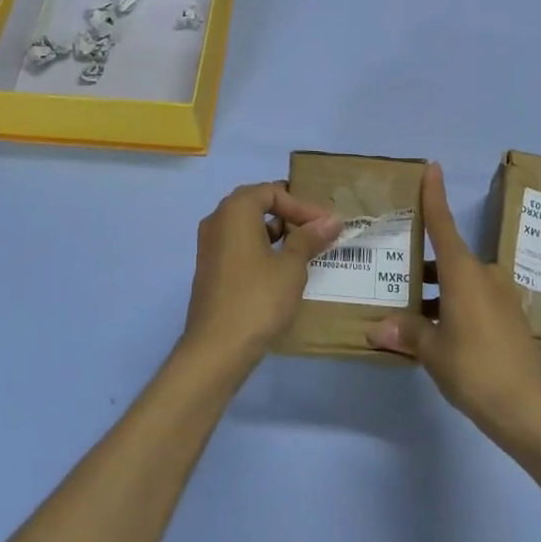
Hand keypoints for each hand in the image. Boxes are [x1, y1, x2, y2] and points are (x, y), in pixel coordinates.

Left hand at [182, 182, 340, 374]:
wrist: (216, 349)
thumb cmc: (258, 299)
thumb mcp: (291, 267)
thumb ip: (309, 238)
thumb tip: (331, 220)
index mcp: (235, 210)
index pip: (272, 192)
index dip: (302, 205)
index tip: (327, 223)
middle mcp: (217, 221)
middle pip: (257, 204)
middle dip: (289, 215)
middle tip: (316, 230)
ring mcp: (209, 246)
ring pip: (247, 227)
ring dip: (276, 233)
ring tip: (304, 249)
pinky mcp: (209, 269)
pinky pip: (238, 246)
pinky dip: (261, 249)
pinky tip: (282, 268)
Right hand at [367, 163, 540, 448]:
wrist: (531, 410)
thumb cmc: (476, 369)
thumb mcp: (433, 352)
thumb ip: (406, 334)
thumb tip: (376, 328)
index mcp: (464, 273)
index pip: (443, 224)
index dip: (434, 195)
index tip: (432, 167)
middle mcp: (484, 275)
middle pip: (448, 259)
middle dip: (422, 265)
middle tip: (393, 272)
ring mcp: (501, 297)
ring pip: (460, 283)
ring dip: (436, 291)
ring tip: (408, 311)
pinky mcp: (511, 319)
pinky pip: (475, 300)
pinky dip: (453, 306)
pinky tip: (437, 331)